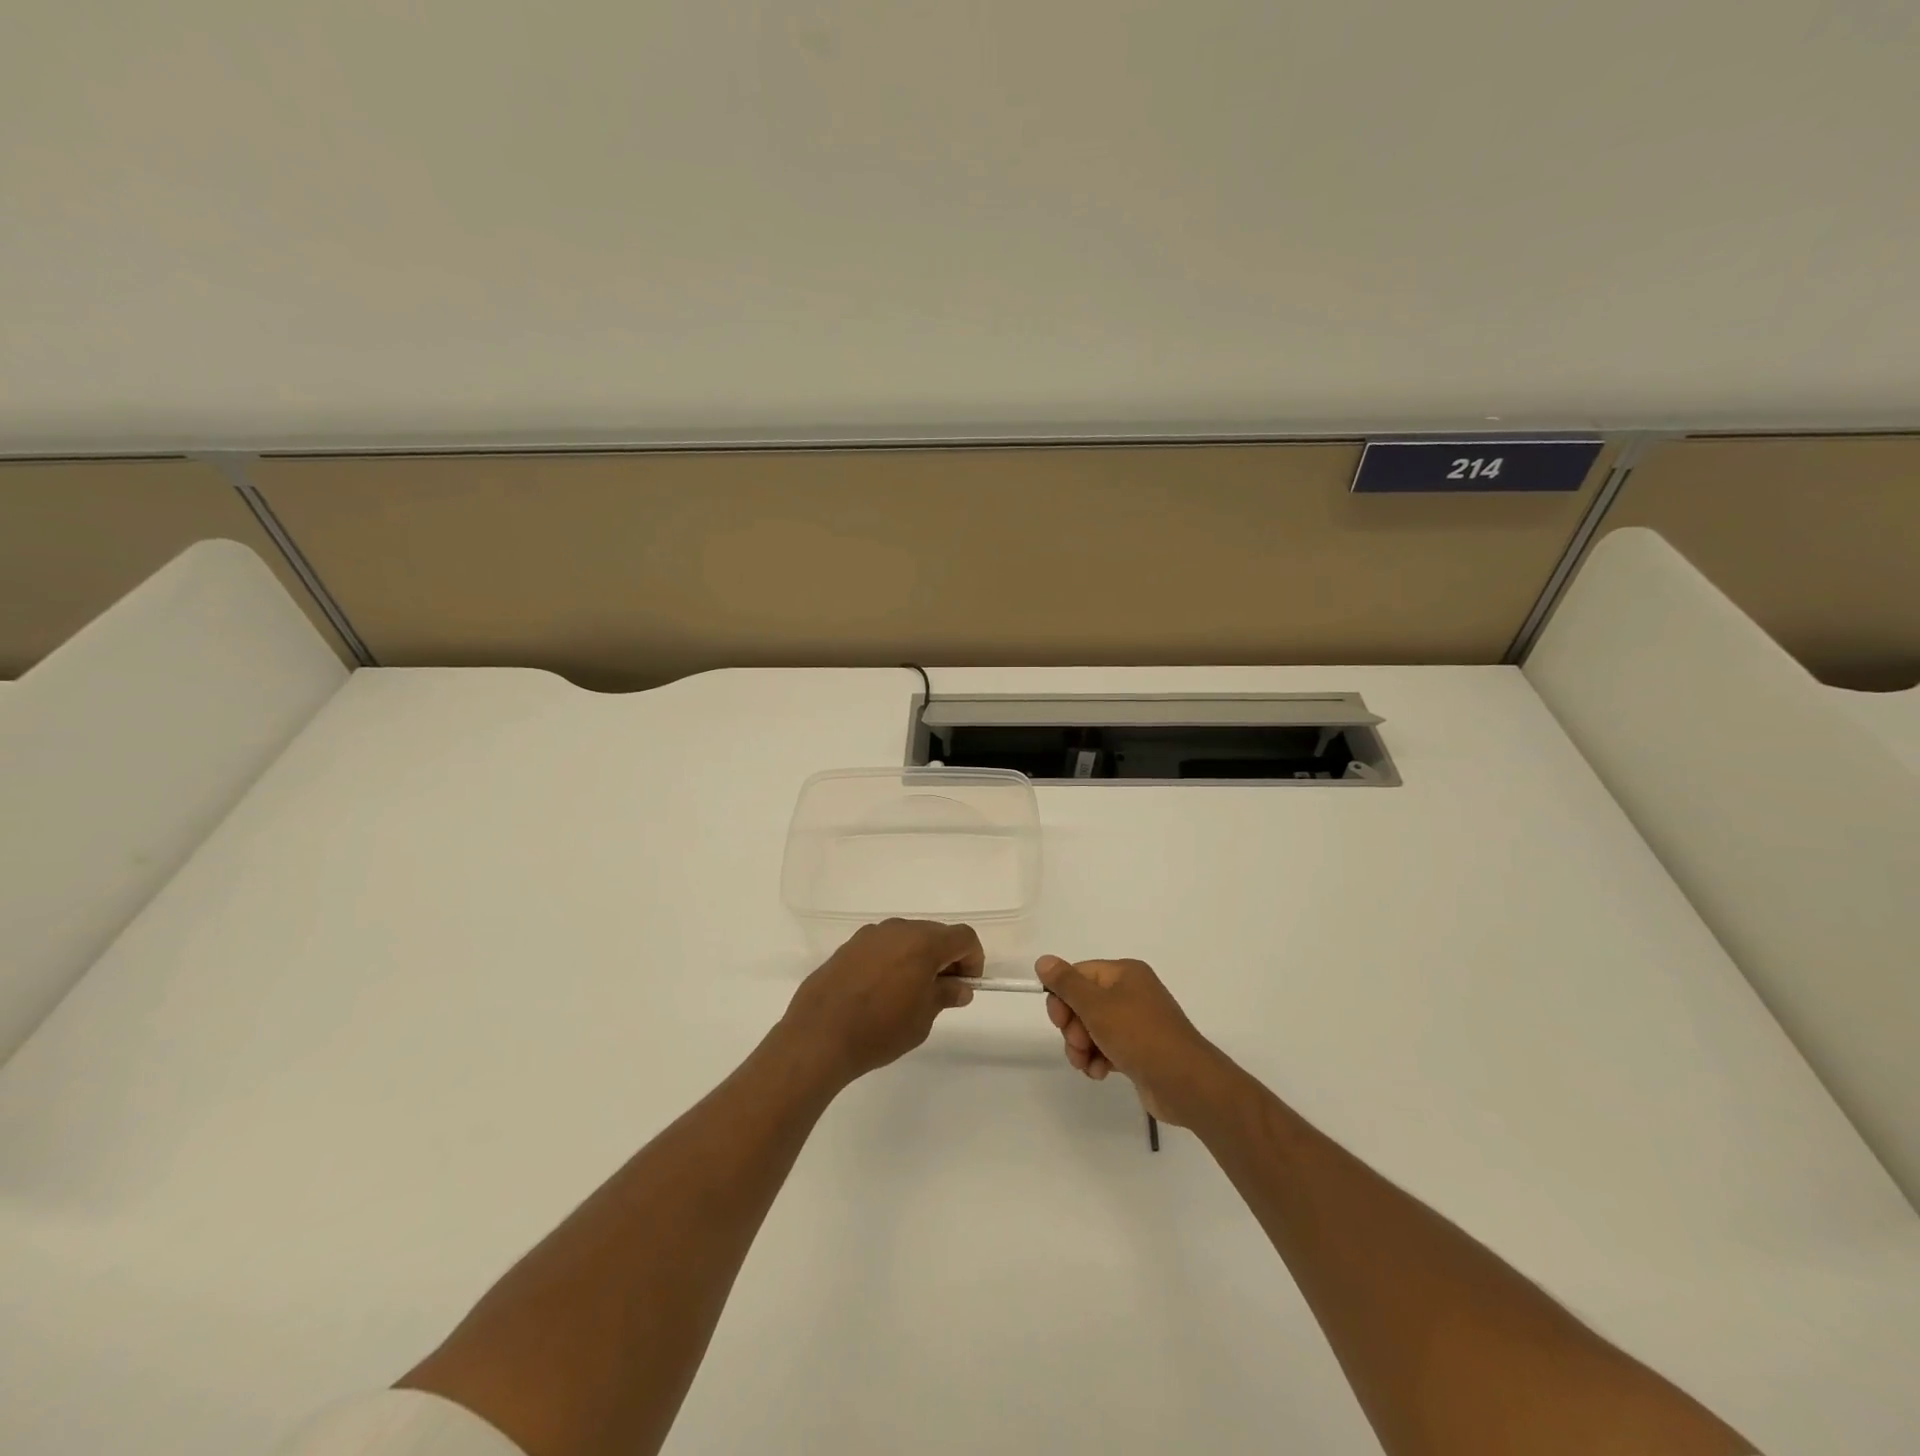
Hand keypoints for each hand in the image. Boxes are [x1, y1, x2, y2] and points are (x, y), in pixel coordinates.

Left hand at [782, 919, 983, 1082]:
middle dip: (946, 958)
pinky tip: (881, 991)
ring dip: (918, 957)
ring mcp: (870, 935)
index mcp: (923, 942)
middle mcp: (898, 929)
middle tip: (942, 991)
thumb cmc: (880, 1029)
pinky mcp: (849, 946)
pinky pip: (883, 946)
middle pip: (935, 934)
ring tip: (910, 994)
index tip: (967, 986)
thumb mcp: (923, 1018)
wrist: (819, 1035)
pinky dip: (893, 960)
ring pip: (907, 938)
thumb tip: (959, 987)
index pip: (963, 937)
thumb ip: (945, 995)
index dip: (973, 959)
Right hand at [1036, 955, 1228, 1125]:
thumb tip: (1043, 960)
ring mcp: (1137, 1022)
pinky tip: (1100, 1073)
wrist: (1185, 1083)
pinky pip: (1107, 1047)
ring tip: (1087, 1065)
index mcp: (1124, 973)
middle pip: (1083, 1003)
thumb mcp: (1097, 1006)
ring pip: (1092, 1028)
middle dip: (1073, 1027)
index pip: (1079, 975)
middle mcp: (1131, 992)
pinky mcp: (1139, 1049)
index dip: (1062, 997)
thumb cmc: (1139, 1036)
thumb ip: (1067, 983)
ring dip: (1083, 1048)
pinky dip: (1099, 1059)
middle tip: (1078, 1045)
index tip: (1058, 1021)